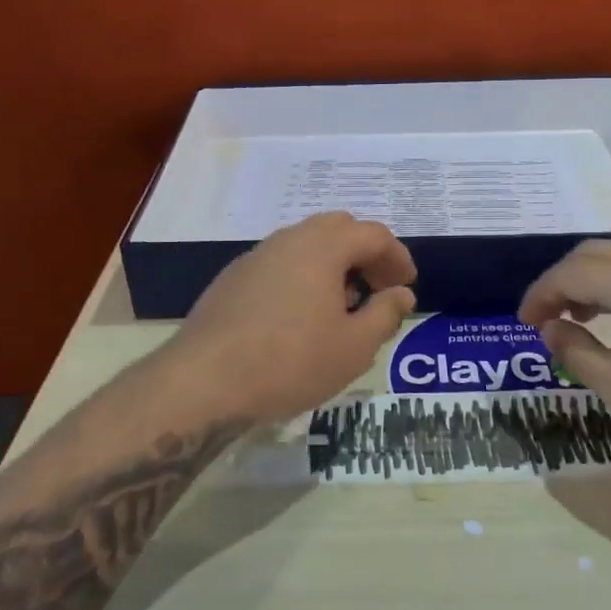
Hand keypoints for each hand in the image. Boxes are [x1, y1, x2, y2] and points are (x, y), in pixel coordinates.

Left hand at [166, 212, 418, 423]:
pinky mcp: (233, 278)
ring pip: (305, 244)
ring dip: (332, 264)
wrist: (204, 381)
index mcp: (323, 247)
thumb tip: (401, 294)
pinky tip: (300, 315)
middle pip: (337, 228)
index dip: (397, 256)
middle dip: (364, 253)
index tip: (406, 285)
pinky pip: (280, 263)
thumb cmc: (291, 362)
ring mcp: (256, 256)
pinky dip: (302, 275)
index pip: (373, 234)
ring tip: (341, 305)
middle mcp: (289, 239)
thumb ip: (385, 314)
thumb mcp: (354, 347)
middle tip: (377, 288)